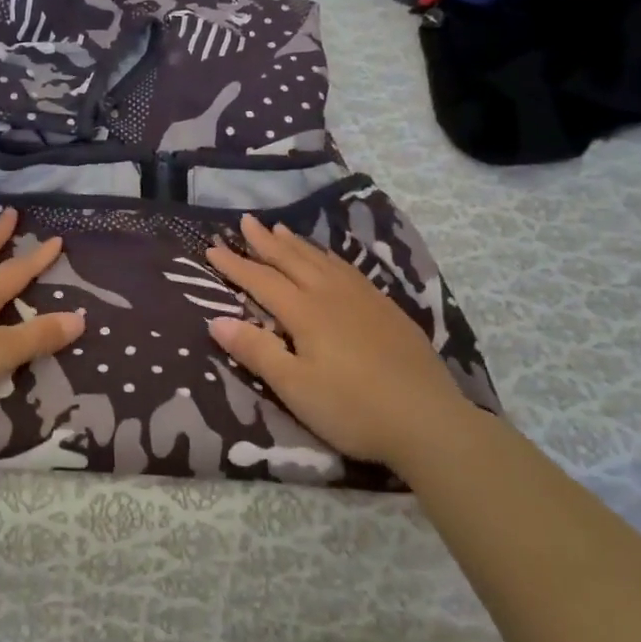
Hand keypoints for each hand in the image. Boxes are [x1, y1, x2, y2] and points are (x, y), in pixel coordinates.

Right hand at [205, 214, 477, 468]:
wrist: (428, 420)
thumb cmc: (352, 408)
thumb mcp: (294, 387)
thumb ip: (256, 351)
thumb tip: (217, 320)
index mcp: (305, 312)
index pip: (261, 280)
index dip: (235, 265)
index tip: (212, 248)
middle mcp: (332, 295)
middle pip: (292, 260)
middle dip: (265, 241)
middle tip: (246, 221)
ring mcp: (363, 299)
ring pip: (322, 260)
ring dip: (297, 244)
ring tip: (280, 229)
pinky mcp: (387, 309)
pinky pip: (348, 269)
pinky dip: (328, 257)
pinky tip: (329, 260)